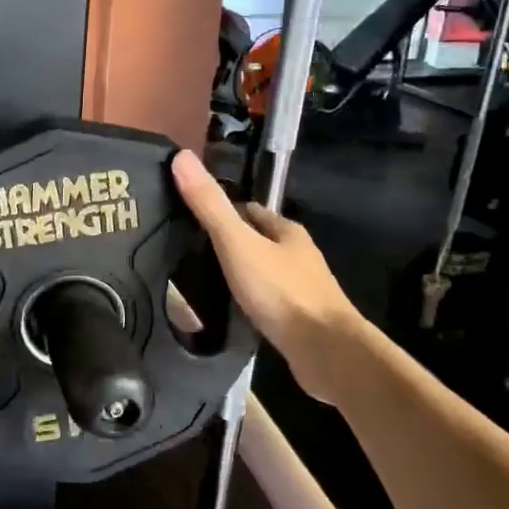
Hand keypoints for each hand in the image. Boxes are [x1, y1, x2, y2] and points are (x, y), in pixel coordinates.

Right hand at [171, 150, 363, 400]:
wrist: (325, 351)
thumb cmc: (281, 291)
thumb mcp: (238, 244)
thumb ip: (210, 206)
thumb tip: (182, 156)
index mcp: (286, 231)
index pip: (250, 211)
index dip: (223, 211)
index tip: (192, 218)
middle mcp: (298, 256)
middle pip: (258, 241)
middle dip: (230, 244)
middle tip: (190, 251)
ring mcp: (302, 289)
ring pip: (263, 272)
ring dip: (239, 274)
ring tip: (203, 282)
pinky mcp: (299, 320)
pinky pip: (267, 302)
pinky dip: (249, 302)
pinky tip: (230, 311)